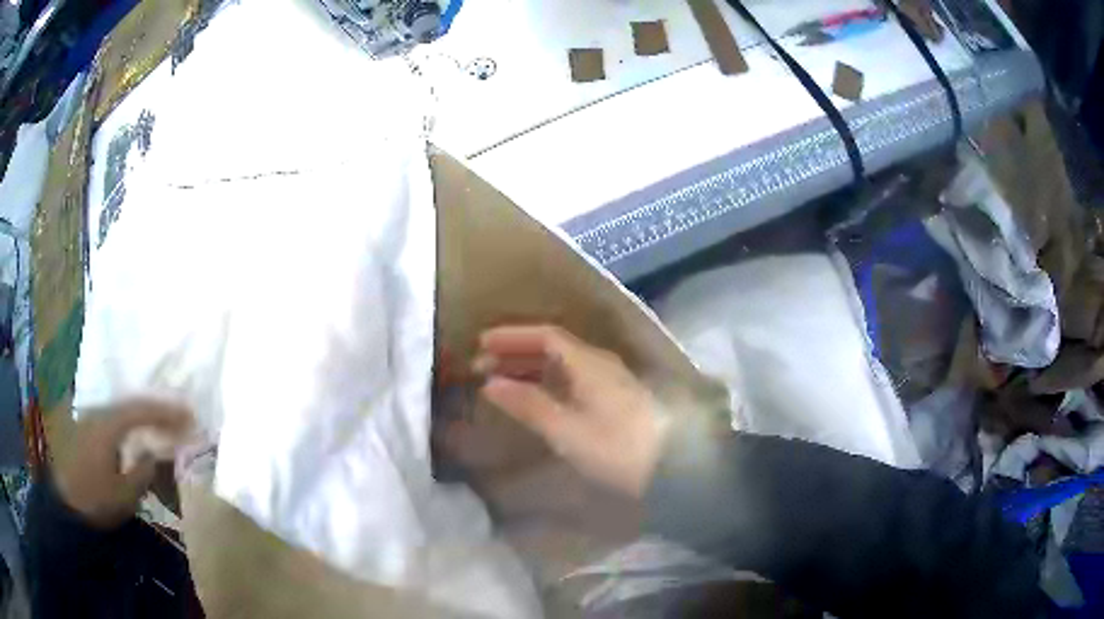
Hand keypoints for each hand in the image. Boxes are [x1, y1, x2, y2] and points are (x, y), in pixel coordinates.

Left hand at [56, 399, 191, 528]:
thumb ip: (143, 471)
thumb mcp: (125, 495)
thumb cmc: (96, 500)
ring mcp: (90, 419)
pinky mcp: (86, 429)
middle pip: (131, 403)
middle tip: (179, 417)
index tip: (190, 415)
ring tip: (160, 422)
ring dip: (142, 414)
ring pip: (121, 409)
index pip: (142, 409)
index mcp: (108, 424)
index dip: (167, 411)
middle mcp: (98, 413)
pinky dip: (129, 421)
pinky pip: (112, 417)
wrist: (67, 504)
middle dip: (156, 409)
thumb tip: (154, 454)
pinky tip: (135, 431)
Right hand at [474, 325, 669, 497]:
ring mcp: (610, 380)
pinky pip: (573, 378)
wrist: (672, 467)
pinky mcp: (616, 399)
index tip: (481, 344)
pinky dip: (547, 382)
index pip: (545, 336)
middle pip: (553, 347)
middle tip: (482, 366)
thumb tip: (490, 384)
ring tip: (500, 381)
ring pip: (563, 363)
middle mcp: (599, 363)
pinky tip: (535, 398)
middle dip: (516, 353)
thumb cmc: (616, 448)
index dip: (512, 337)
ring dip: (530, 368)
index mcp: (588, 362)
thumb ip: (529, 404)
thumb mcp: (567, 429)